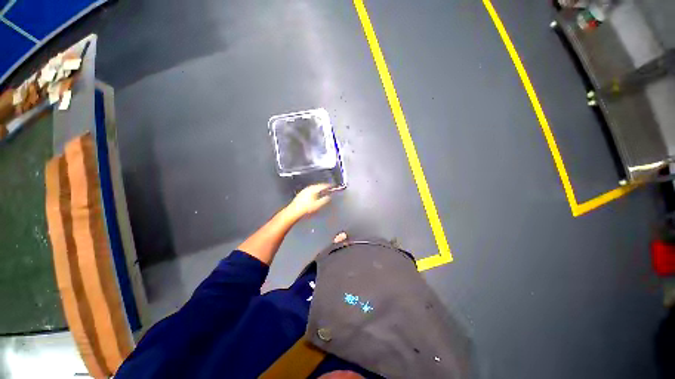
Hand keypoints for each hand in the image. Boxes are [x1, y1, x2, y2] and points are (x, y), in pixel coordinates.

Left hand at [286, 183, 331, 219]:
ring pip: (314, 188)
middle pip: (319, 186)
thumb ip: (325, 200)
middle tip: (329, 189)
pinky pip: (311, 190)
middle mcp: (309, 188)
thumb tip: (329, 197)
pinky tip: (315, 196)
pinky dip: (315, 192)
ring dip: (319, 189)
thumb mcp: (318, 205)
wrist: (294, 211)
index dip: (329, 186)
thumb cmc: (307, 208)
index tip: (333, 186)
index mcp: (314, 189)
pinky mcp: (301, 193)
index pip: (323, 185)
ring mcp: (304, 190)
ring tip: (323, 192)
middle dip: (324, 187)